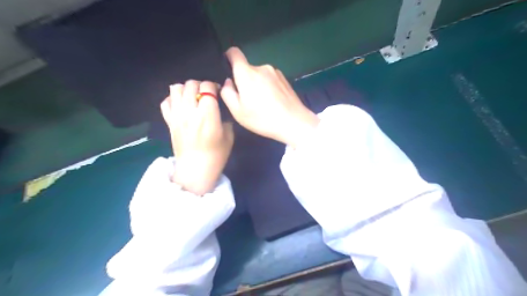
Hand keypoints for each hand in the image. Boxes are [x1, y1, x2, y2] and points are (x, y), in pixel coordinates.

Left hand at [161, 79, 232, 194]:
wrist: (196, 170)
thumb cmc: (216, 155)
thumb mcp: (229, 136)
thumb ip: (225, 120)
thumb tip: (218, 111)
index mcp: (208, 115)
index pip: (207, 87)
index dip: (214, 86)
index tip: (217, 92)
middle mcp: (190, 111)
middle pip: (191, 84)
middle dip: (200, 85)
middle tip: (205, 94)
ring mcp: (177, 116)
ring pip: (175, 88)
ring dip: (185, 89)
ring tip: (192, 97)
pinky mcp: (169, 122)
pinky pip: (165, 102)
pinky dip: (172, 99)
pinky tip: (180, 105)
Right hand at [221, 47, 318, 149]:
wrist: (294, 122)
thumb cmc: (263, 118)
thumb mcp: (238, 111)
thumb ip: (227, 93)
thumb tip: (228, 81)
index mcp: (247, 73)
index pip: (234, 53)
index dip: (228, 57)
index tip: (228, 69)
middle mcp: (261, 67)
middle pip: (247, 69)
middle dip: (244, 81)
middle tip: (248, 101)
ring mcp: (275, 72)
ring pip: (259, 75)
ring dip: (257, 85)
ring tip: (262, 104)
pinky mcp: (285, 79)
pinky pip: (270, 79)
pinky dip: (268, 87)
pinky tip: (273, 102)